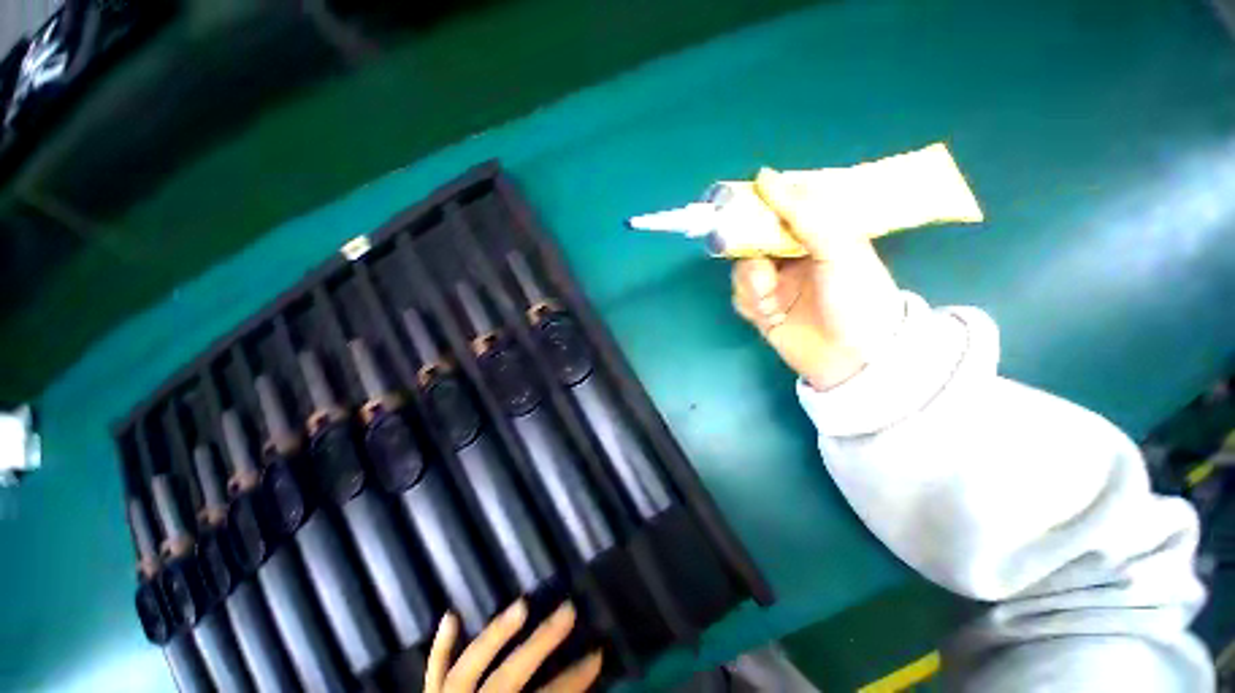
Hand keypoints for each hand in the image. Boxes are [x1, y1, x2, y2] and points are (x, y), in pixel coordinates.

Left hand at [424, 601, 602, 692]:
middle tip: (569, 610)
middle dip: (540, 644)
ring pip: (468, 668)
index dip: (573, 681)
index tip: (598, 656)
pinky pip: (434, 674)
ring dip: (496, 635)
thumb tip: (584, 691)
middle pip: (507, 678)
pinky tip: (451, 615)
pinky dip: (440, 647)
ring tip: (522, 605)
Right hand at [731, 169, 903, 389]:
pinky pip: (740, 296)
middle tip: (757, 259)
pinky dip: (748, 300)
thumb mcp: (838, 246)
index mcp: (815, 236)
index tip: (739, 205)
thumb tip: (764, 175)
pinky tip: (766, 311)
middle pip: (752, 240)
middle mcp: (792, 256)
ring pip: (742, 269)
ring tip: (767, 295)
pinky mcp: (762, 309)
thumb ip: (802, 211)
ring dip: (750, 280)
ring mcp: (775, 284)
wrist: (854, 357)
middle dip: (748, 250)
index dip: (758, 206)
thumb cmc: (855, 295)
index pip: (779, 210)